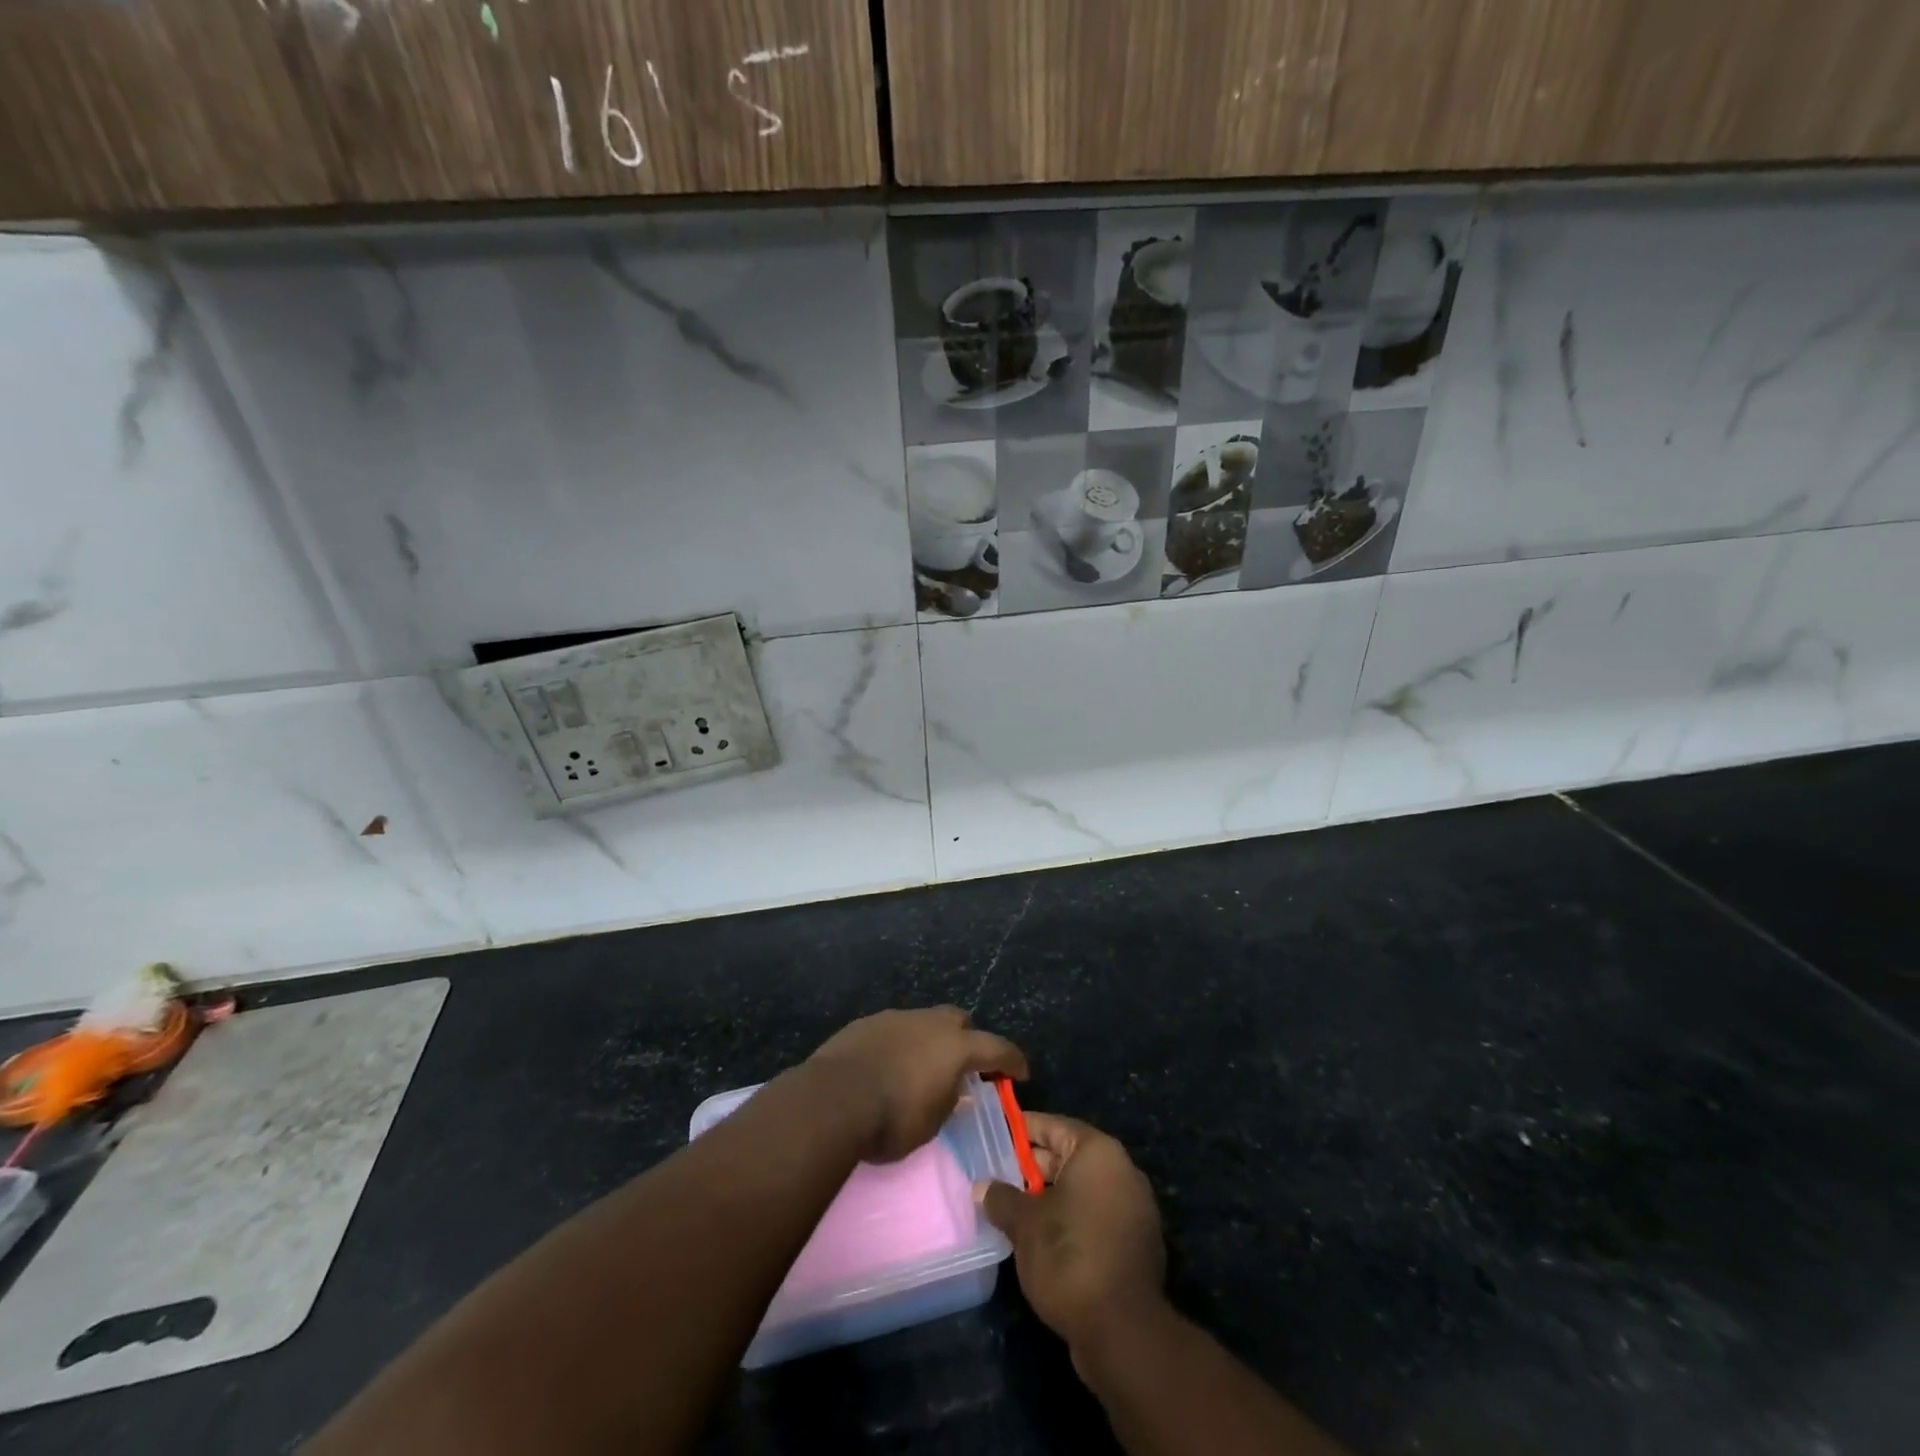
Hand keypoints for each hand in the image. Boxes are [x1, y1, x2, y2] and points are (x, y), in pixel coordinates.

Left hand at [808, 1006, 1027, 1162]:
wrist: (833, 1098)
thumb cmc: (891, 1119)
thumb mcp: (931, 1123)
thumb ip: (948, 1101)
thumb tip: (955, 1089)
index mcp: (954, 1047)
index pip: (996, 1048)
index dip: (1012, 1060)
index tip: (1021, 1072)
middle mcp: (929, 1023)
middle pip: (959, 1021)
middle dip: (967, 1039)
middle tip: (963, 1066)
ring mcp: (896, 1018)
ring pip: (924, 1022)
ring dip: (929, 1041)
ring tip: (921, 1068)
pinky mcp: (867, 1023)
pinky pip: (895, 1029)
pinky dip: (901, 1044)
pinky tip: (888, 1066)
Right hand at [979, 1114, 1165, 1357]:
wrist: (1123, 1333)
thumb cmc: (1070, 1257)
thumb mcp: (1025, 1224)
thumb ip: (1001, 1199)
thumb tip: (981, 1188)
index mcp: (1099, 1153)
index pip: (1053, 1126)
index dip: (1021, 1130)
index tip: (994, 1134)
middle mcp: (1121, 1172)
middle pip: (1068, 1157)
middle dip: (1031, 1167)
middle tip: (995, 1174)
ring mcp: (1133, 1210)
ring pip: (1080, 1190)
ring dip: (1048, 1197)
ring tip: (1011, 1208)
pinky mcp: (1134, 1245)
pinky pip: (1093, 1216)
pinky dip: (1068, 1220)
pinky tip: (1039, 1239)